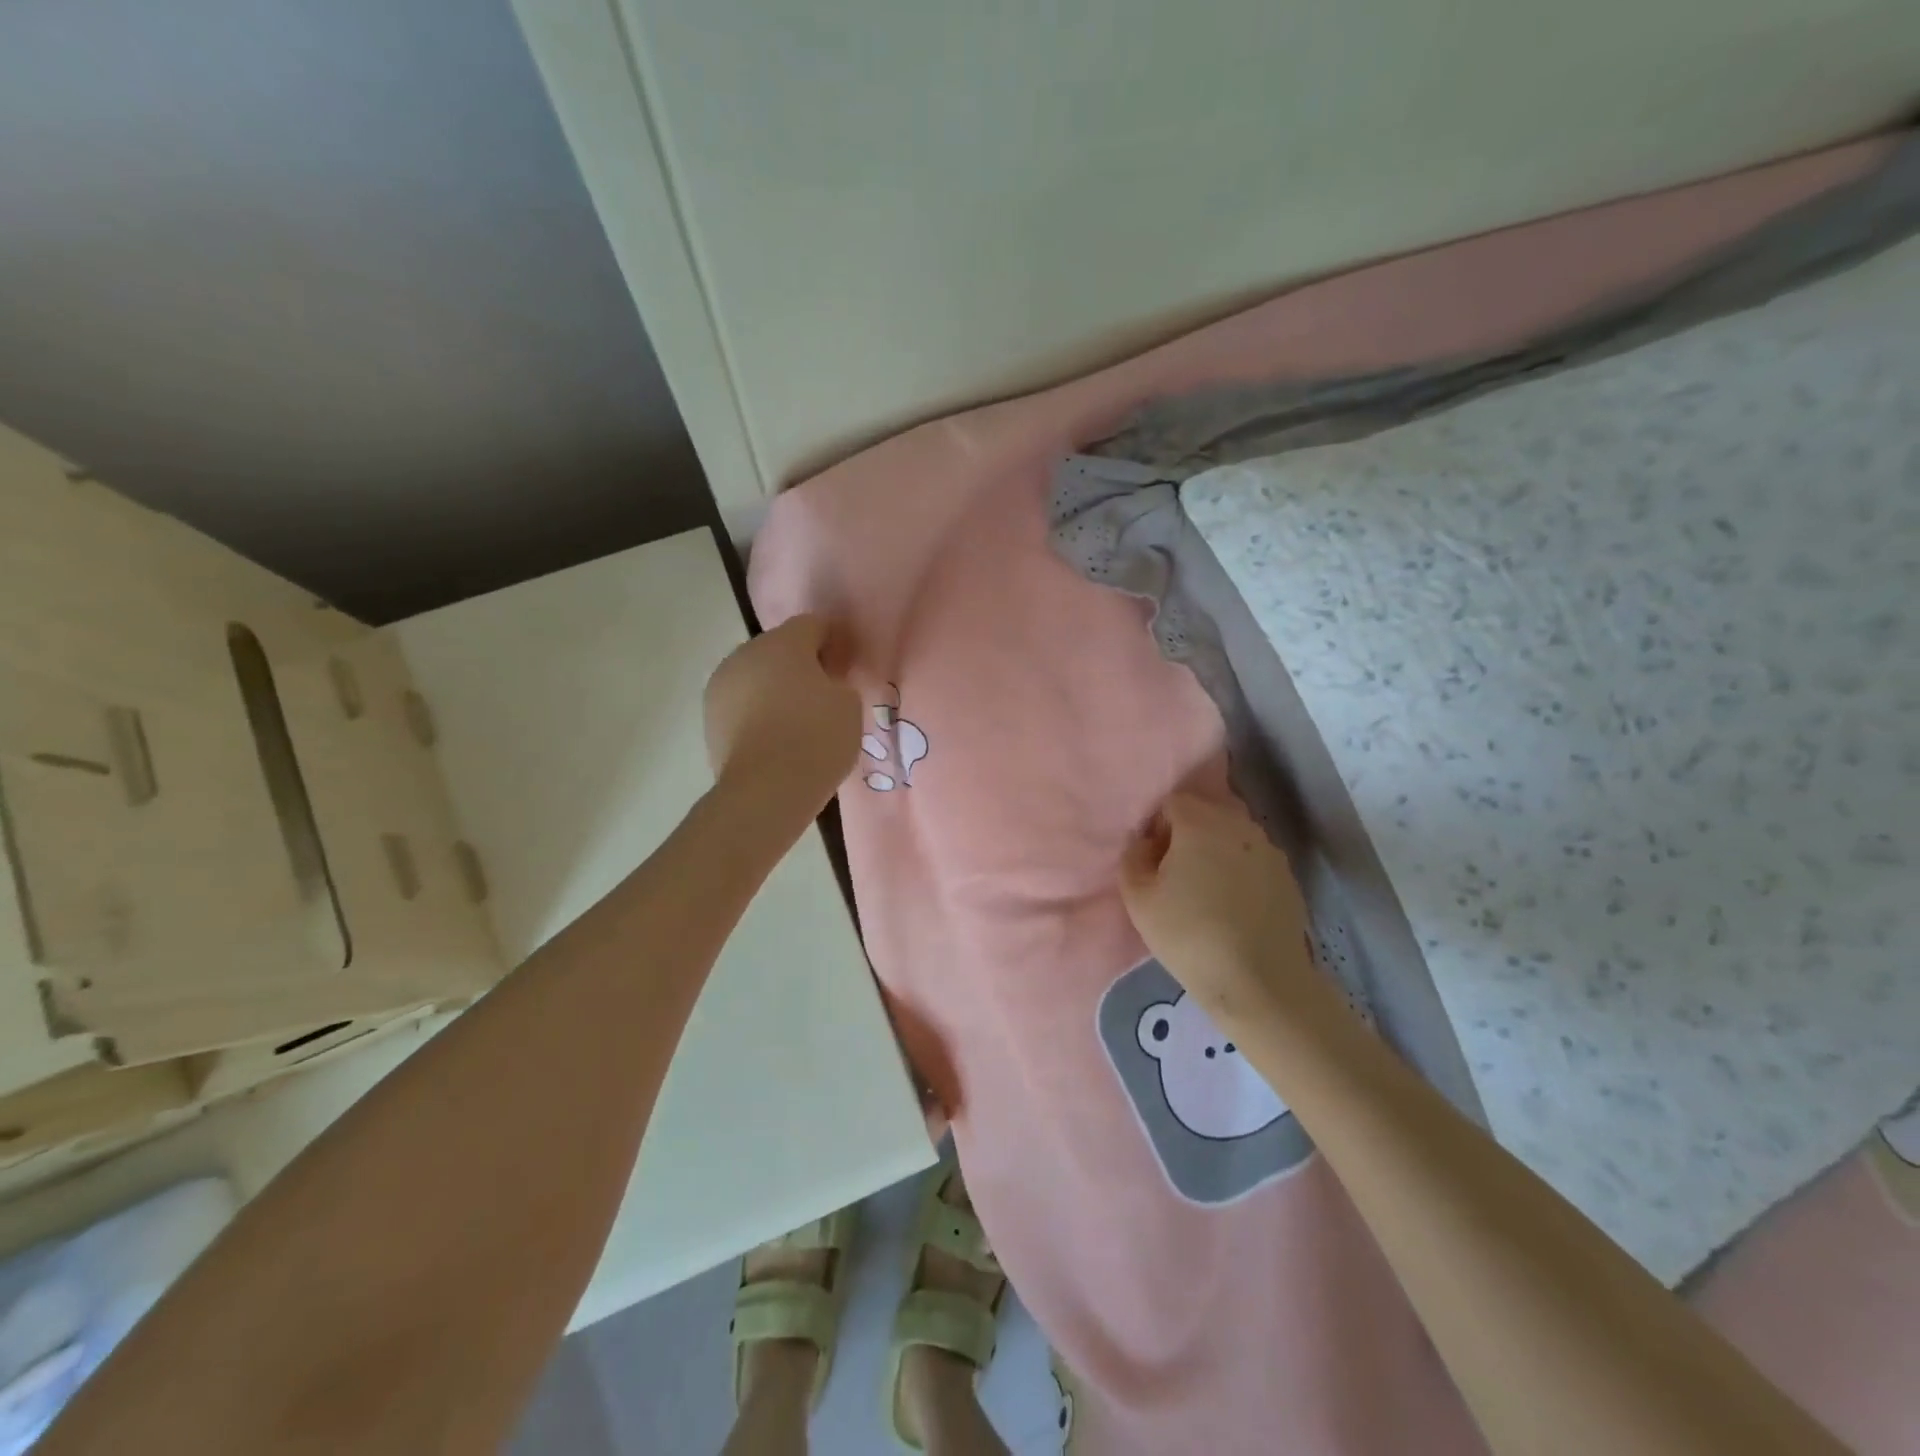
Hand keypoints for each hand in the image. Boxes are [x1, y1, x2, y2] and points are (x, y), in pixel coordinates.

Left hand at [704, 615, 861, 819]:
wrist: (766, 789)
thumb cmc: (816, 737)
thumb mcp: (849, 704)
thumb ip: (838, 682)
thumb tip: (823, 683)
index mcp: (783, 642)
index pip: (813, 625)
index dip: (833, 640)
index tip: (847, 664)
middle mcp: (745, 654)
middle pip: (779, 648)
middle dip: (800, 664)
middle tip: (824, 693)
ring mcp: (722, 686)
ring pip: (756, 676)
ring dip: (775, 688)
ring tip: (797, 720)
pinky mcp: (710, 718)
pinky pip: (742, 705)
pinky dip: (758, 713)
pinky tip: (776, 738)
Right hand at [1119, 792, 1324, 1022]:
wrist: (1259, 982)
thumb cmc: (1189, 934)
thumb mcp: (1138, 898)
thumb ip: (1133, 857)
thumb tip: (1144, 842)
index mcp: (1201, 820)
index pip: (1173, 801)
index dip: (1158, 826)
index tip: (1154, 860)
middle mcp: (1240, 824)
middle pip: (1208, 811)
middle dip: (1189, 833)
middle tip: (1177, 872)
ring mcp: (1270, 850)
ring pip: (1234, 835)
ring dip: (1217, 850)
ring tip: (1207, 891)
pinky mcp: (1288, 877)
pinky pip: (1255, 860)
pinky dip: (1241, 872)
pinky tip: (1233, 907)